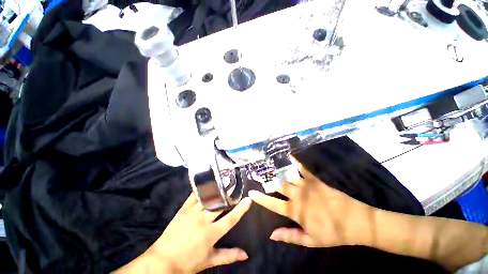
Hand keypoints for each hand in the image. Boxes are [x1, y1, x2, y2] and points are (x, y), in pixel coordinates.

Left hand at [116, 194, 251, 273]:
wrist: (164, 260)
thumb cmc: (189, 261)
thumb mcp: (210, 260)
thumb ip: (229, 255)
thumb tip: (246, 254)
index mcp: (211, 234)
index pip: (231, 219)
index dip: (241, 209)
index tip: (248, 199)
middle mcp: (204, 220)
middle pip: (220, 204)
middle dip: (229, 194)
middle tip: (236, 186)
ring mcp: (193, 213)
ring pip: (208, 197)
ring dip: (218, 189)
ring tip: (225, 181)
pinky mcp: (184, 209)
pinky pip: (194, 195)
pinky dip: (201, 189)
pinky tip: (207, 182)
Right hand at [249, 162, 374, 247]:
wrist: (357, 222)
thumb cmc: (333, 233)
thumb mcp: (311, 240)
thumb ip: (290, 236)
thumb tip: (271, 234)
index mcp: (296, 211)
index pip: (273, 204)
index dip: (261, 199)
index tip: (251, 193)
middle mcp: (298, 195)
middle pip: (278, 186)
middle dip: (267, 182)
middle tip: (258, 177)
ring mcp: (307, 185)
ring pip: (287, 177)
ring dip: (277, 172)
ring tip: (268, 167)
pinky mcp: (316, 180)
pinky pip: (303, 169)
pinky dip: (295, 162)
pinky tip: (289, 156)